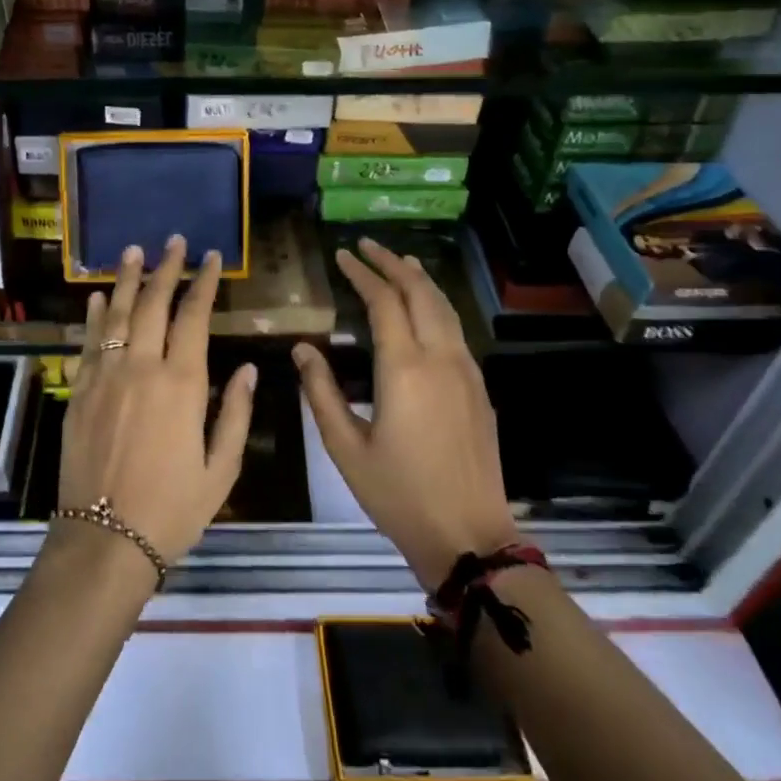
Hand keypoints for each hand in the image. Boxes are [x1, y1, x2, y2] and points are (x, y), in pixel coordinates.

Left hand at [59, 236, 256, 567]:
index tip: (210, 257)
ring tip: (133, 250)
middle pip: (153, 304)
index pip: (194, 317)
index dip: (204, 283)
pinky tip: (98, 297)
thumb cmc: (173, 509)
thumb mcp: (221, 468)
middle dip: (166, 269)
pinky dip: (94, 316)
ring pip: (117, 314)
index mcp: (181, 384)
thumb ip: (234, 413)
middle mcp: (141, 368)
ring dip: (126, 280)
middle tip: (174, 241)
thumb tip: (246, 368)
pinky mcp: (79, 392)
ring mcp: (105, 377)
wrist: (105, 541)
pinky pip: (88, 343)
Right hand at [293, 238, 518, 590]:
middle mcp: (440, 358)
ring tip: (399, 262)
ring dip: (420, 280)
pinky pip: (456, 329)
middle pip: (420, 293)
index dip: (362, 274)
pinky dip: (437, 305)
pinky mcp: (479, 388)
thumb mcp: (345, 447)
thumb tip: (302, 349)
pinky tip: (426, 309)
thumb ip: (321, 392)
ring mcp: (466, 371)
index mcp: (404, 368)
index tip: (343, 254)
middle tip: (368, 245)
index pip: (383, 302)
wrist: (469, 535)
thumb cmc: (398, 494)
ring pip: (445, 308)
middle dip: (393, 264)